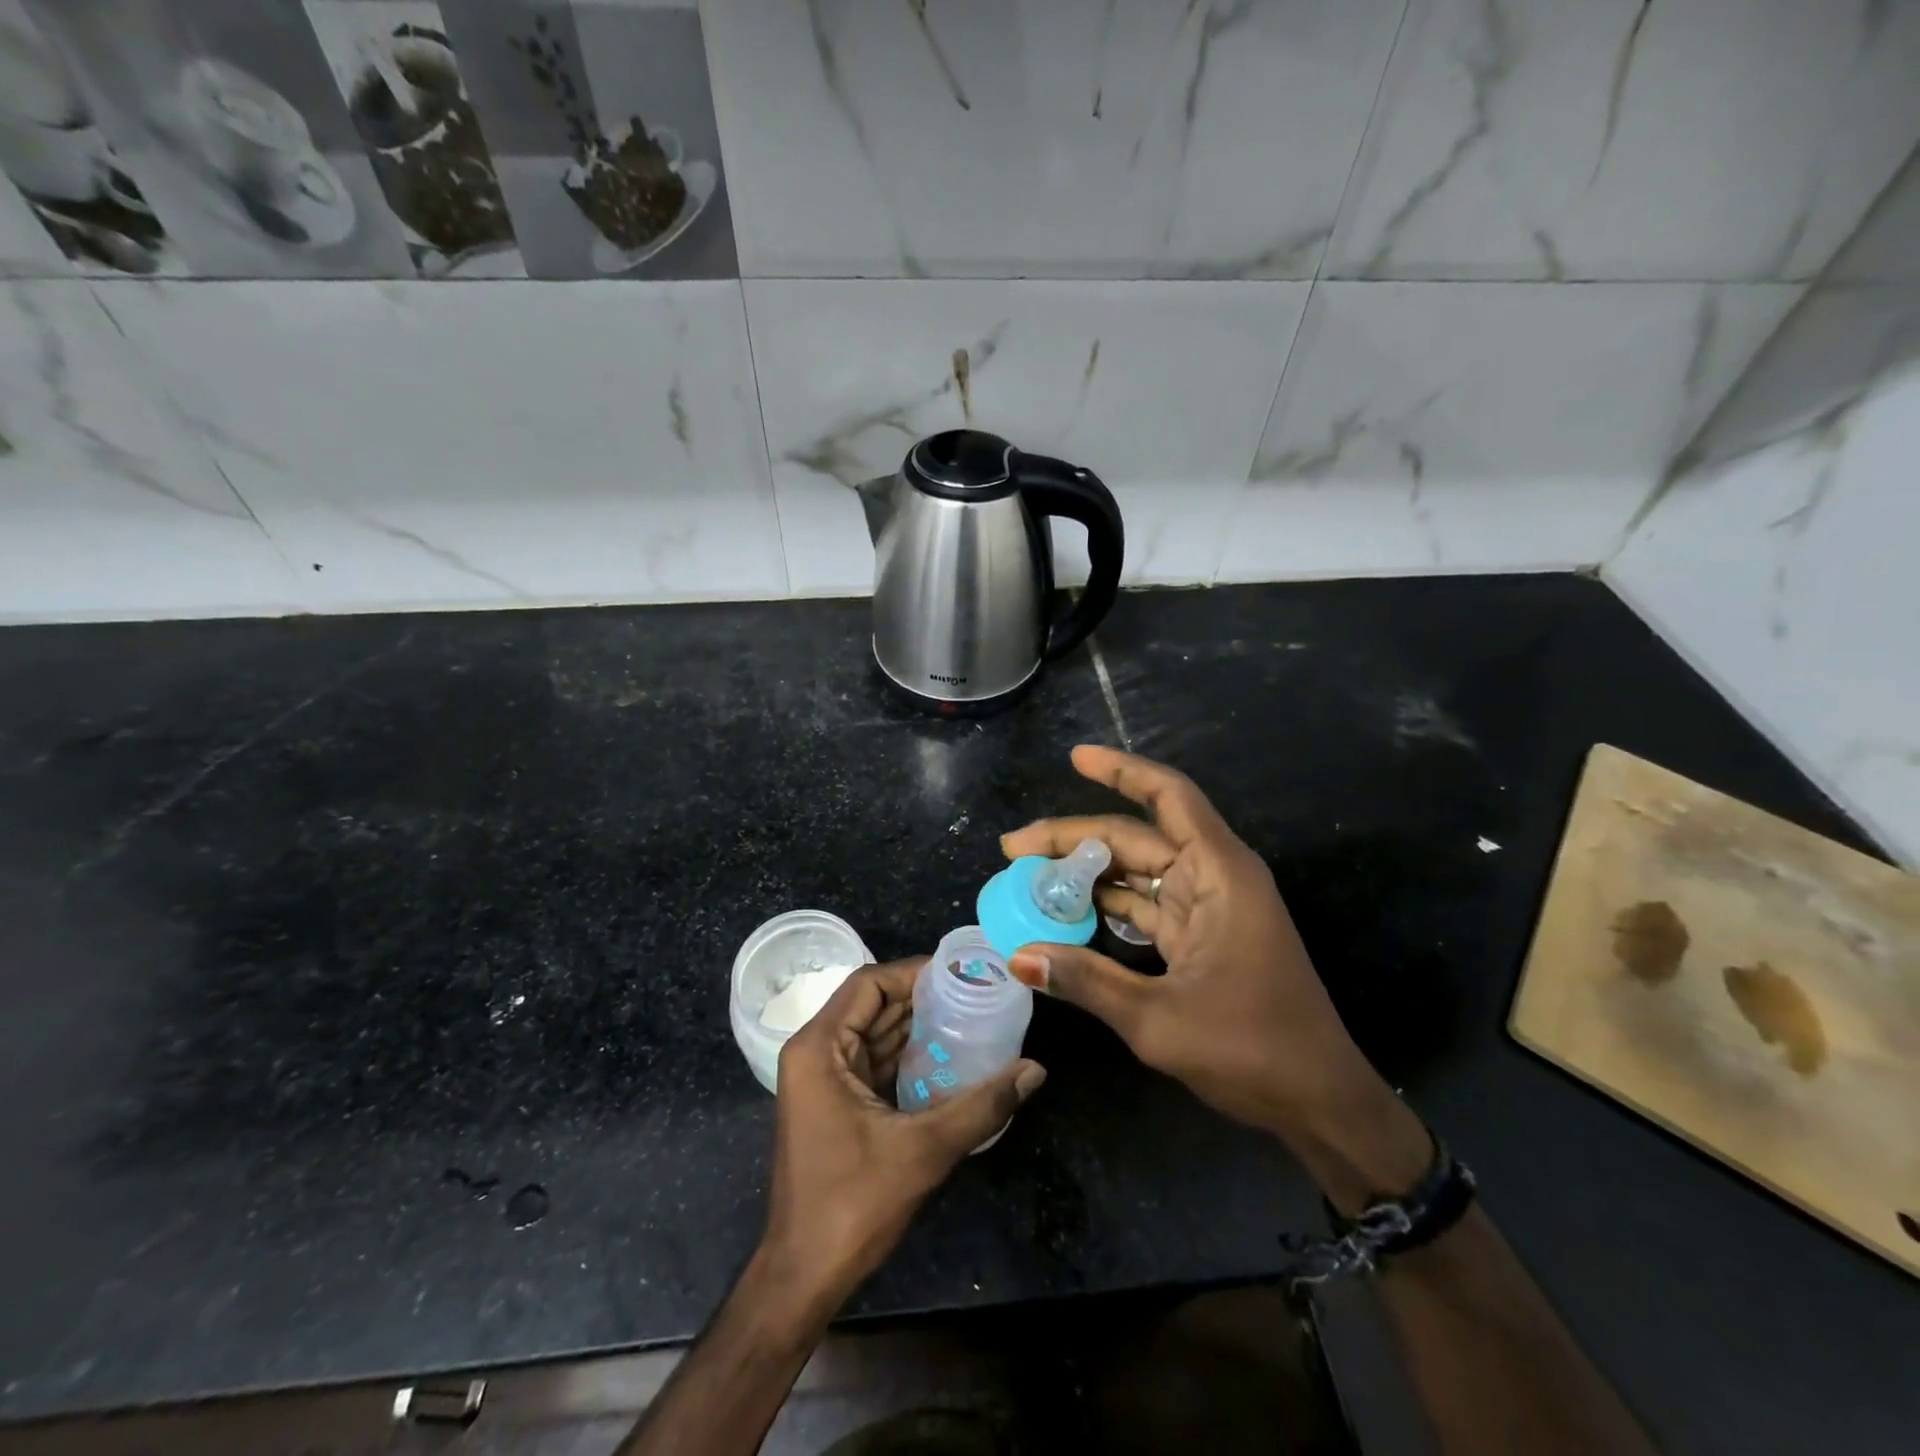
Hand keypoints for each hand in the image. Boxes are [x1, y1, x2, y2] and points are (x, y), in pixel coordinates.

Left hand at [762, 959, 1046, 1312]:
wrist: (804, 1274)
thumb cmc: (852, 1203)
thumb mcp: (923, 1150)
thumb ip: (982, 1105)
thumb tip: (1035, 1070)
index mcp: (819, 1047)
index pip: (868, 984)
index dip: (913, 972)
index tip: (959, 972)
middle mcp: (815, 1053)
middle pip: (871, 1005)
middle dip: (921, 997)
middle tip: (974, 991)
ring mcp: (822, 1079)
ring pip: (873, 1032)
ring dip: (916, 1026)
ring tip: (969, 1015)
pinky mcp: (834, 1103)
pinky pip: (873, 1061)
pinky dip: (907, 1054)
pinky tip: (948, 1056)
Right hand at [1002, 746, 1425, 1204]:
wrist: (1320, 1103)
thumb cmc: (1251, 1051)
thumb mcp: (1158, 1019)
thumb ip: (1087, 980)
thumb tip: (1017, 957)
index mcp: (1219, 874)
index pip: (1169, 797)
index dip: (1122, 771)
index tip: (1075, 758)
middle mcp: (1215, 878)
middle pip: (1137, 836)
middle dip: (1074, 838)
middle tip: (1013, 849)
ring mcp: (1209, 908)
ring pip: (1138, 870)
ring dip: (1088, 872)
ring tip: (1029, 879)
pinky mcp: (1203, 937)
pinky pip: (1147, 904)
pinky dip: (1108, 904)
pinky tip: (1068, 912)